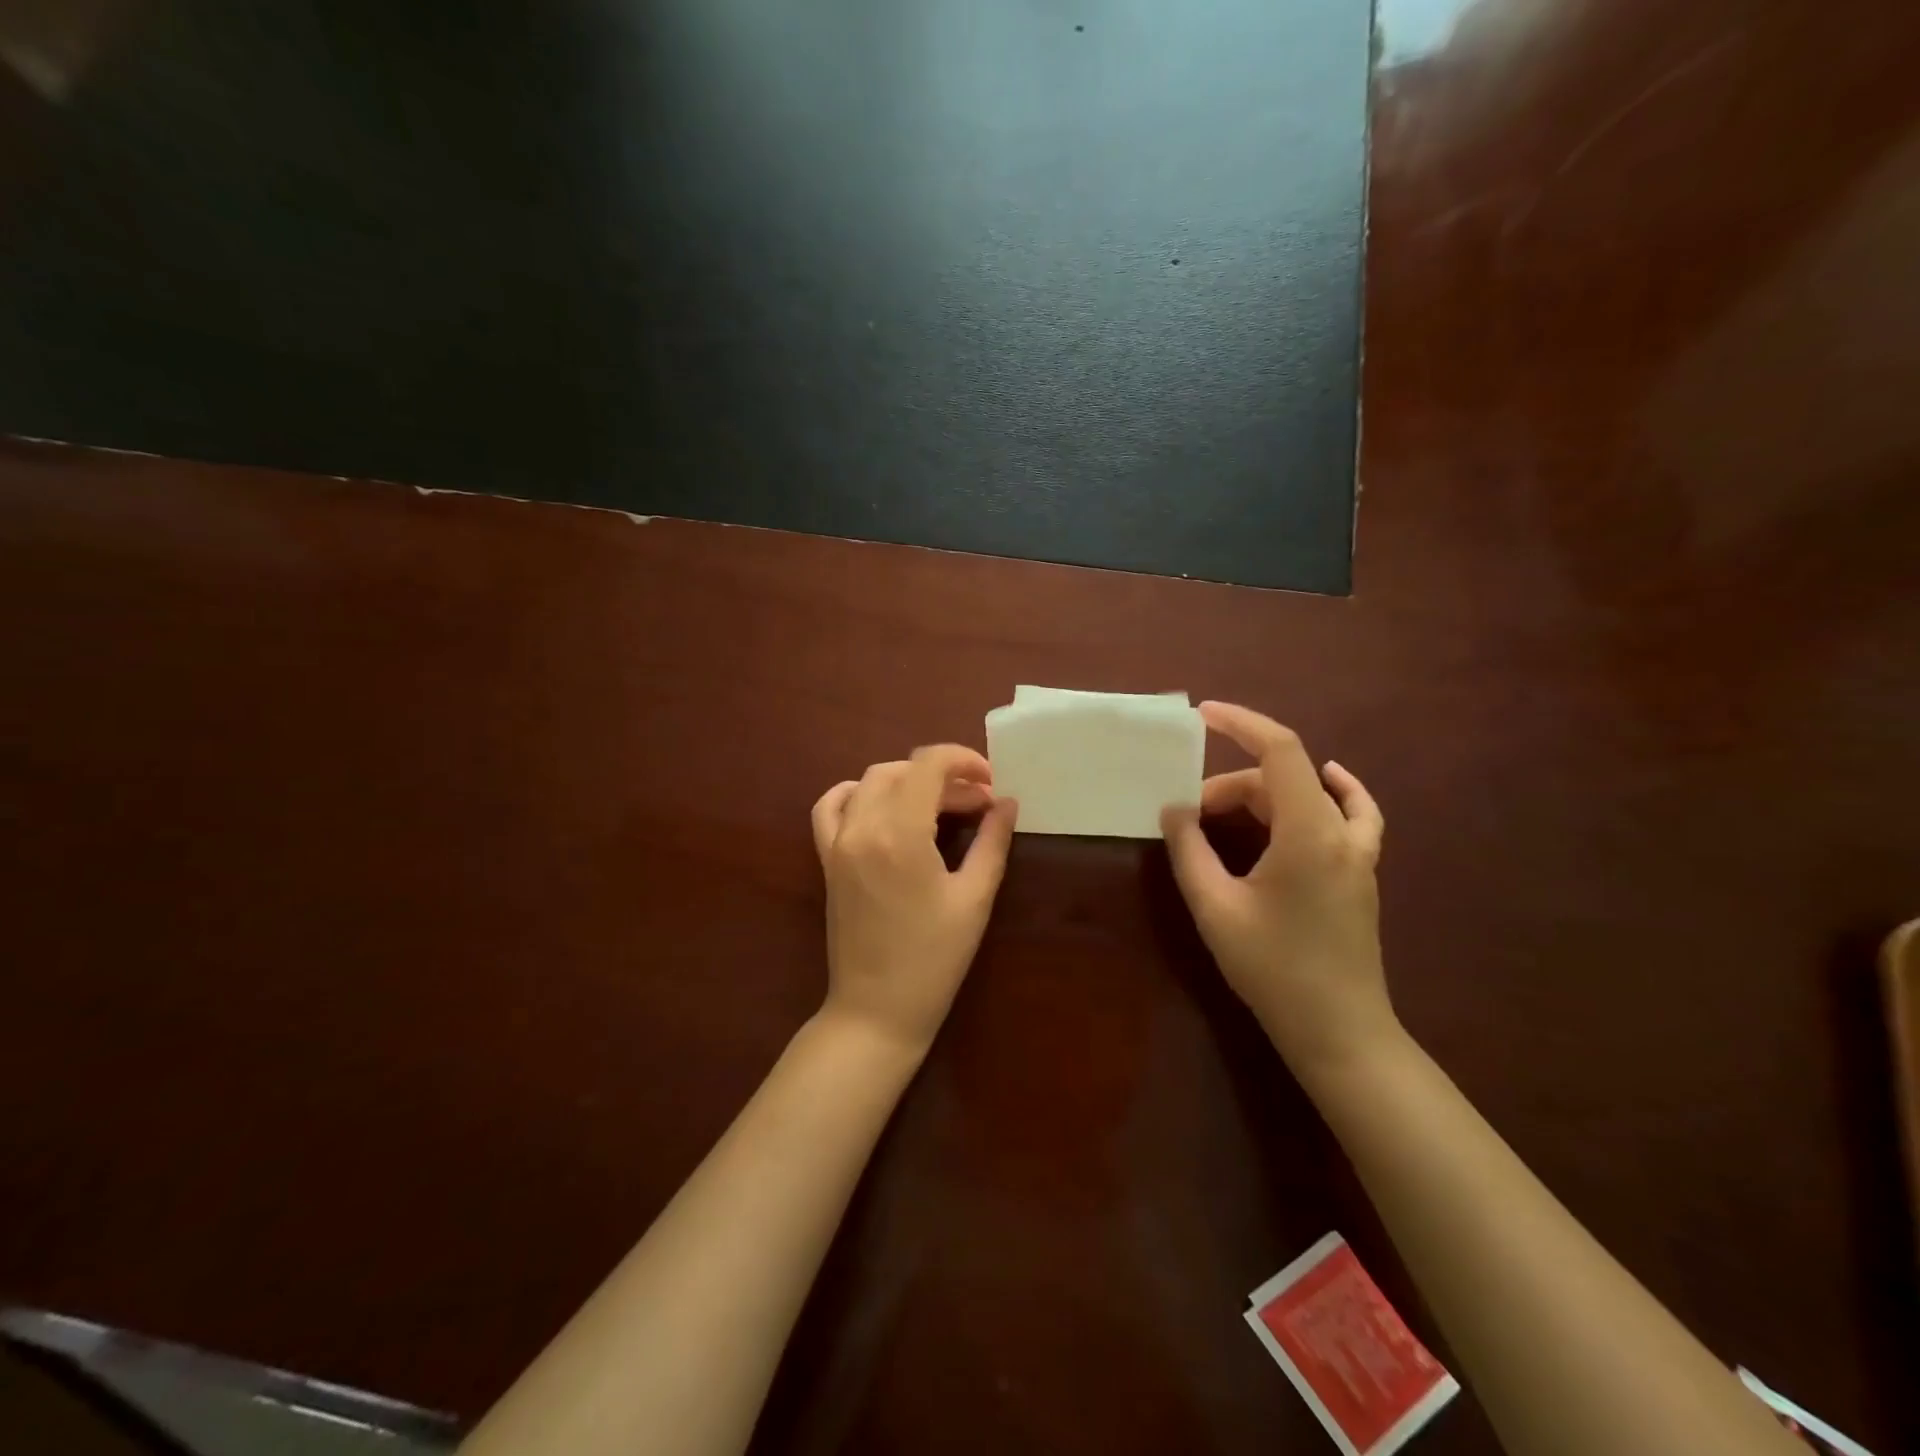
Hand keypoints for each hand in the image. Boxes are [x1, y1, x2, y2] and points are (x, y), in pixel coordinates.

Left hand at [811, 745, 1017, 1055]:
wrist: (876, 1010)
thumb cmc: (933, 959)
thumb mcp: (974, 899)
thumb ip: (992, 842)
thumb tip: (1007, 803)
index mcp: (900, 833)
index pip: (928, 765)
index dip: (963, 760)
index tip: (991, 781)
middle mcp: (863, 826)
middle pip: (903, 771)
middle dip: (945, 776)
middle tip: (979, 803)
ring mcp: (838, 842)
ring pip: (870, 782)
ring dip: (907, 780)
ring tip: (939, 803)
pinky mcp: (827, 858)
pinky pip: (830, 807)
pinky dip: (855, 793)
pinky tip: (880, 804)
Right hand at [1161, 702, 1395, 1074]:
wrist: (1338, 1030)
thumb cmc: (1272, 968)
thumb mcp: (1215, 907)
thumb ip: (1189, 850)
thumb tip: (1174, 809)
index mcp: (1308, 832)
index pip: (1280, 751)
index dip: (1241, 723)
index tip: (1202, 715)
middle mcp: (1341, 831)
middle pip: (1283, 778)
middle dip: (1230, 785)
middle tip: (1188, 815)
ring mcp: (1359, 852)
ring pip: (1309, 794)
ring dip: (1263, 794)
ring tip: (1221, 814)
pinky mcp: (1361, 872)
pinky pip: (1352, 813)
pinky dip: (1334, 790)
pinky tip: (1328, 781)